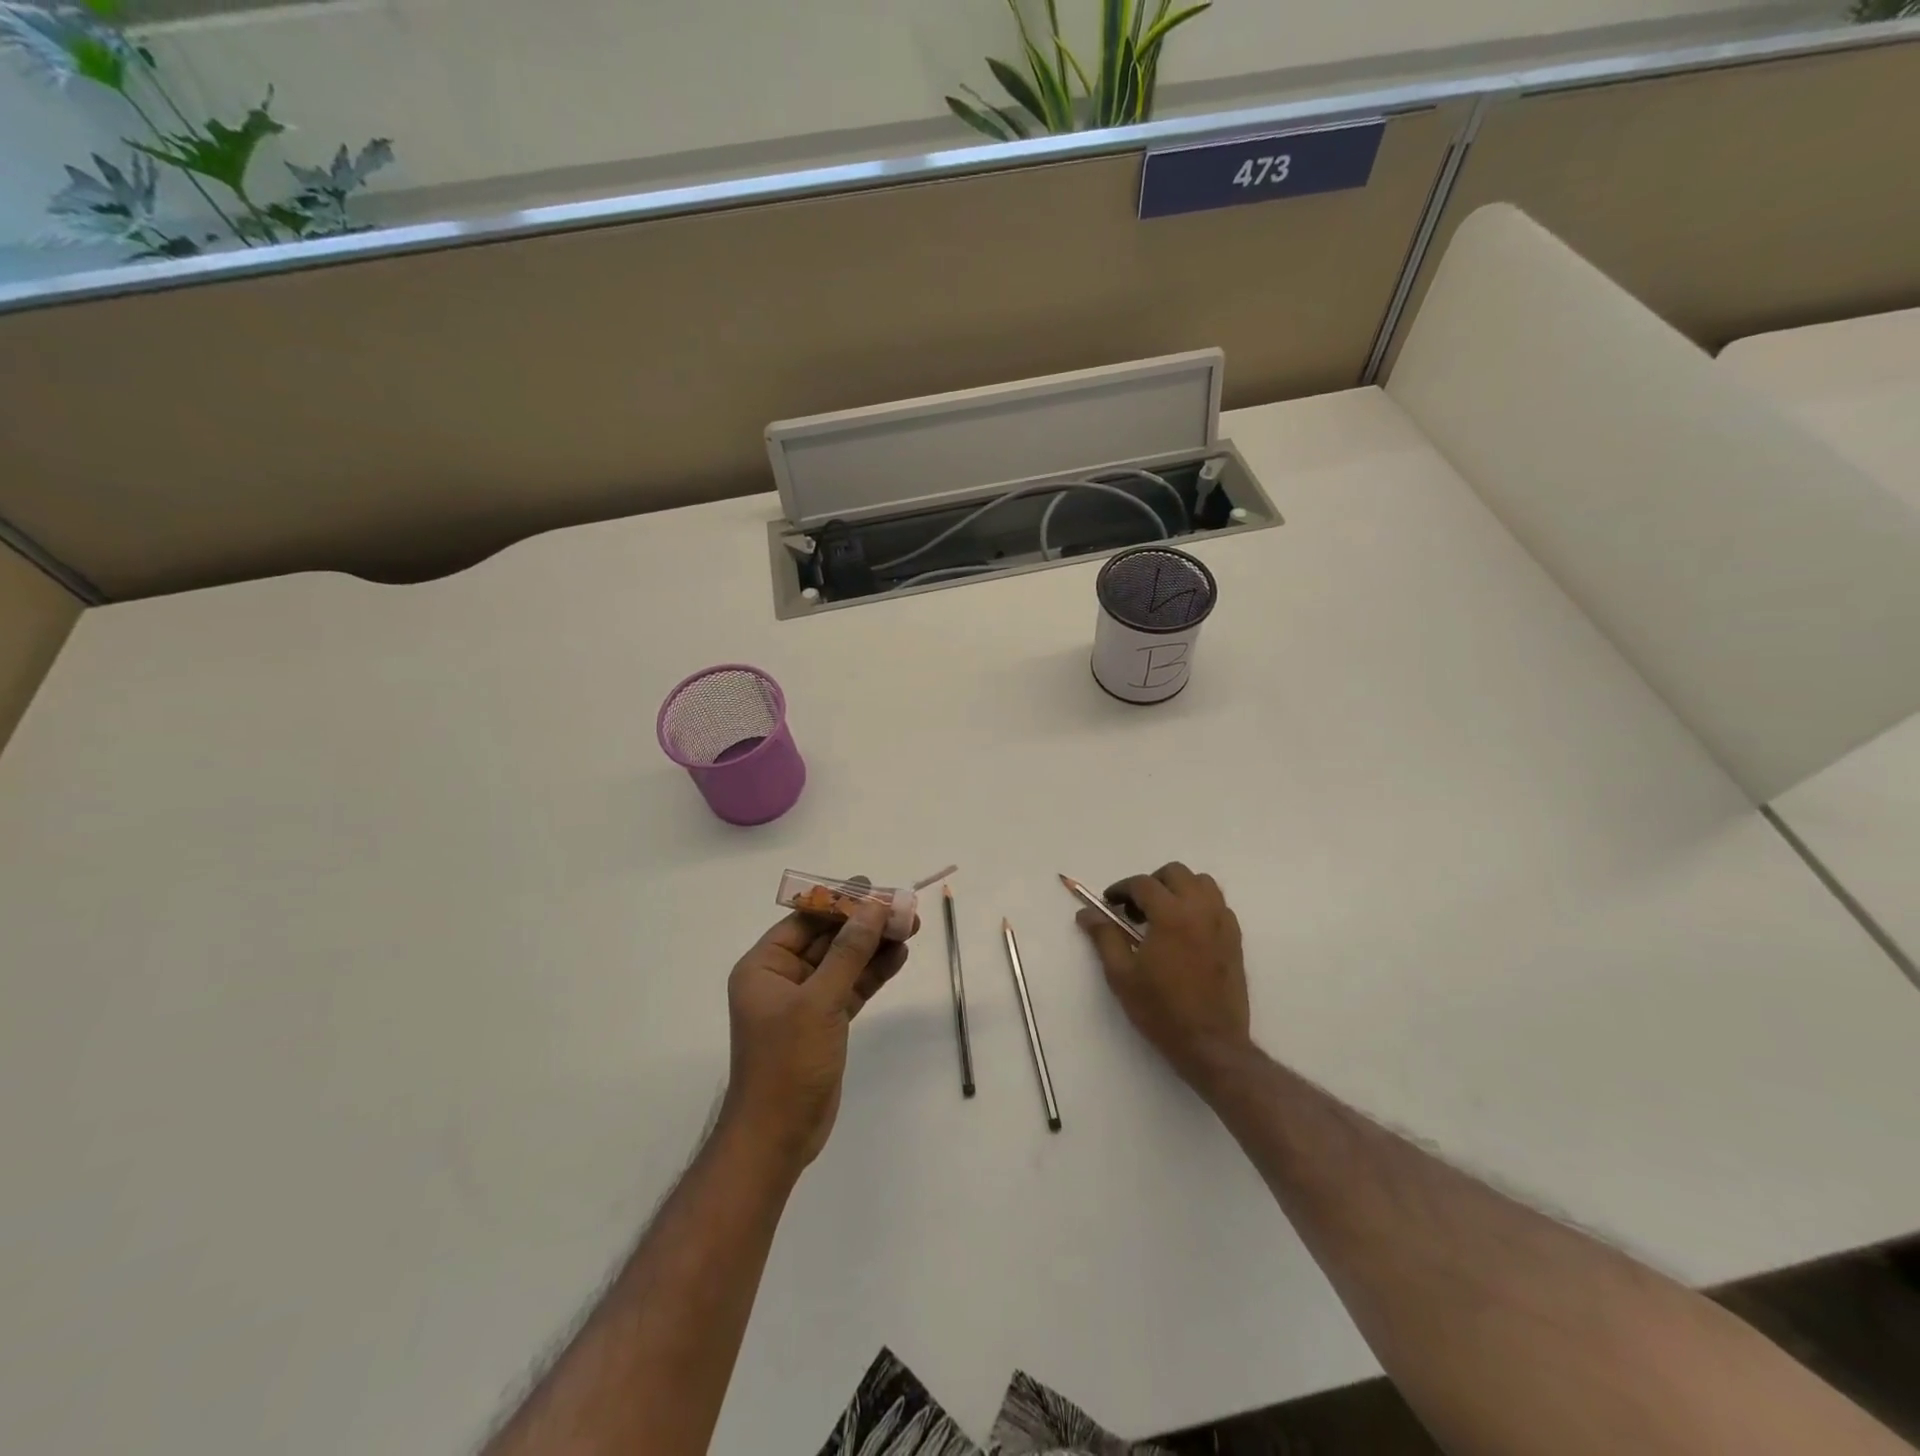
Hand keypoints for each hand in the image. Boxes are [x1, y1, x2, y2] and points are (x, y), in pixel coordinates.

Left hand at [721, 900, 912, 1175]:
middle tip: (903, 909)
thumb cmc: (787, 1062)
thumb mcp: (819, 1002)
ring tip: (912, 927)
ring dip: (875, 946)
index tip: (875, 889)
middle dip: (865, 924)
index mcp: (764, 967)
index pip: (805, 921)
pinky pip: (852, 987)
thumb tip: (874, 908)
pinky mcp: (825, 1022)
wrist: (779, 1136)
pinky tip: (900, 956)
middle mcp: (782, 978)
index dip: (840, 903)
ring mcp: (805, 1001)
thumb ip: (849, 953)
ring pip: (844, 962)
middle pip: (828, 938)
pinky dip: (874, 972)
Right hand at [1076, 862, 1250, 1091]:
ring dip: (1179, 889)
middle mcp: (1200, 910)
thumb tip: (1086, 914)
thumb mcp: (1122, 975)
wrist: (1211, 1044)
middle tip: (1135, 909)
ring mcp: (1222, 923)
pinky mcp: (1235, 939)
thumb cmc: (1161, 1010)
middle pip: (1175, 873)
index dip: (1121, 889)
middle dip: (1151, 883)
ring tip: (1162, 914)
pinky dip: (1200, 904)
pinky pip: (1218, 904)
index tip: (1109, 904)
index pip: (1142, 884)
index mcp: (1171, 915)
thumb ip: (1104, 937)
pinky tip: (1186, 930)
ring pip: (1202, 883)